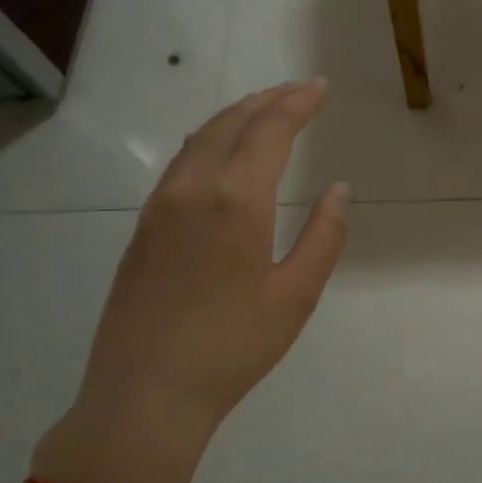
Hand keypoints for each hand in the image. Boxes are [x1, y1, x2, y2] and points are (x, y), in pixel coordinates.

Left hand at [32, 80, 349, 482]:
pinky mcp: (143, 229)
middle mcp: (193, 190)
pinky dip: (211, 140)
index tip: (320, 87)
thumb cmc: (233, 347)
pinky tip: (224, 153)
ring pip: (200, 139)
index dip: (297, 103)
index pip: (269, 130)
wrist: (145, 394)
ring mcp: (160, 207)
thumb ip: (324, 236)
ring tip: (266, 111)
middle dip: (267, 100)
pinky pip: (181, 163)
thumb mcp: (297, 295)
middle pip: (230, 123)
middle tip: (299, 90)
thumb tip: (338, 190)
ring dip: (236, 116)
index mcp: (236, 201)